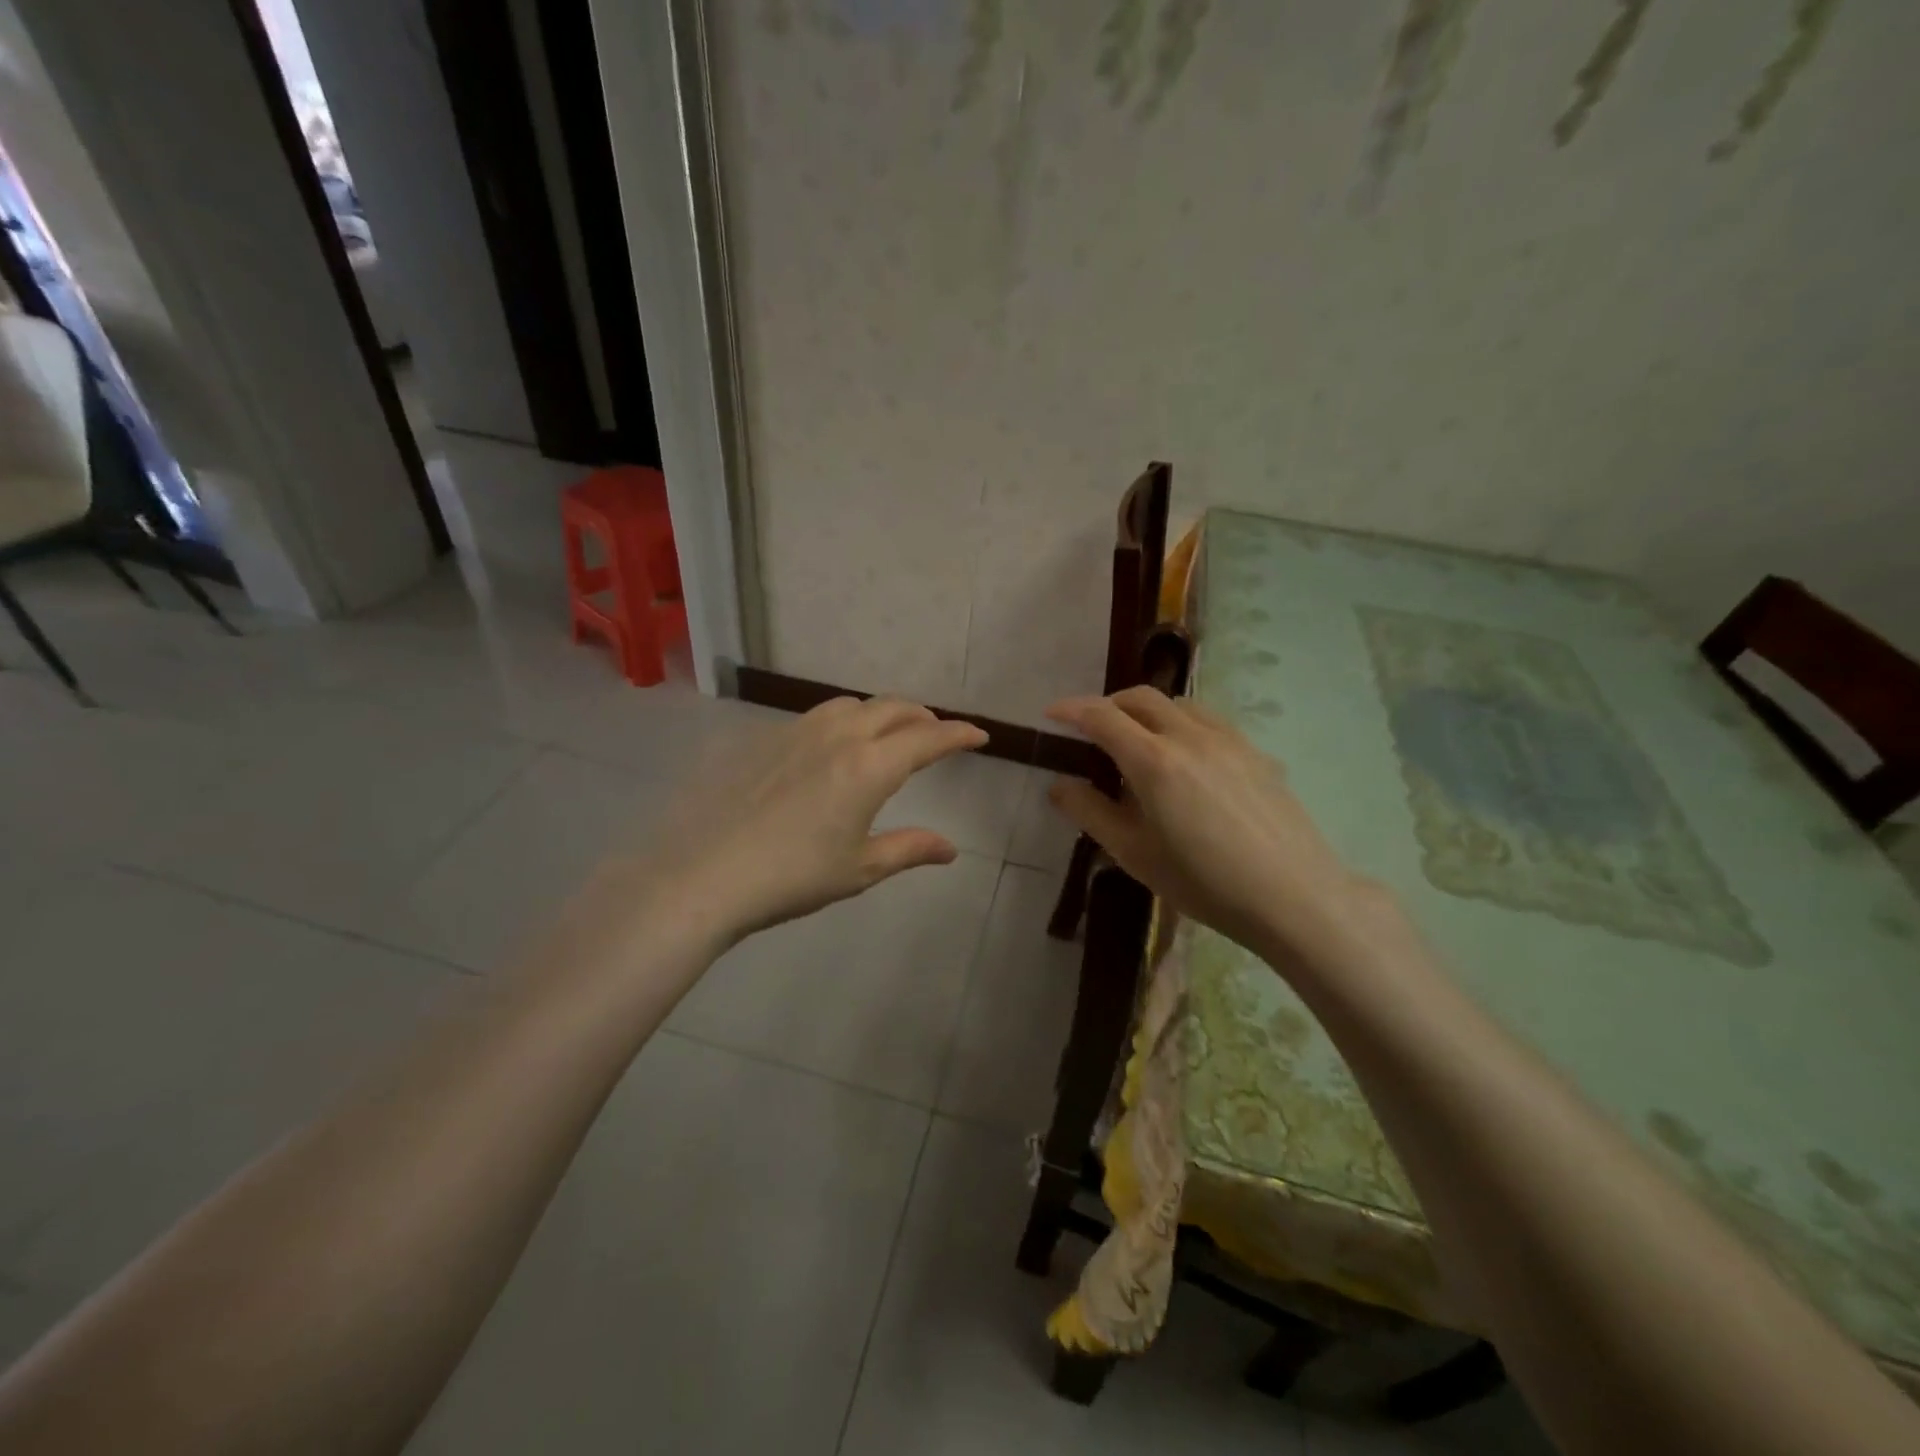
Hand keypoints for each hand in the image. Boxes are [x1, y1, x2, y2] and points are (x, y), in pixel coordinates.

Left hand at [649, 696, 987, 943]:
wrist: (706, 873)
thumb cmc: (792, 876)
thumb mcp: (859, 868)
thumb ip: (908, 849)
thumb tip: (950, 849)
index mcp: (869, 766)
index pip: (927, 739)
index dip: (958, 734)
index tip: (979, 735)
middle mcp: (838, 736)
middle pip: (892, 708)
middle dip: (922, 717)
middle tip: (935, 734)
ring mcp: (797, 731)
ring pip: (852, 705)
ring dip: (880, 713)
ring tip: (885, 735)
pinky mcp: (765, 739)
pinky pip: (816, 716)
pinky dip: (842, 722)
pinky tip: (830, 749)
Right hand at [1046, 687, 1373, 956]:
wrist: (1293, 896)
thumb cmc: (1204, 882)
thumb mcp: (1135, 854)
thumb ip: (1091, 813)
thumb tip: (1059, 785)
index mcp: (1154, 761)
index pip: (1102, 717)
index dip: (1071, 710)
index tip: (1051, 713)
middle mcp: (1190, 736)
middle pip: (1141, 697)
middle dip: (1108, 704)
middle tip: (1091, 728)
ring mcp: (1228, 740)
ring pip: (1178, 704)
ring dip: (1147, 710)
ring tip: (1138, 740)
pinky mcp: (1255, 752)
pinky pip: (1208, 720)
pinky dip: (1181, 722)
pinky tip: (1186, 757)